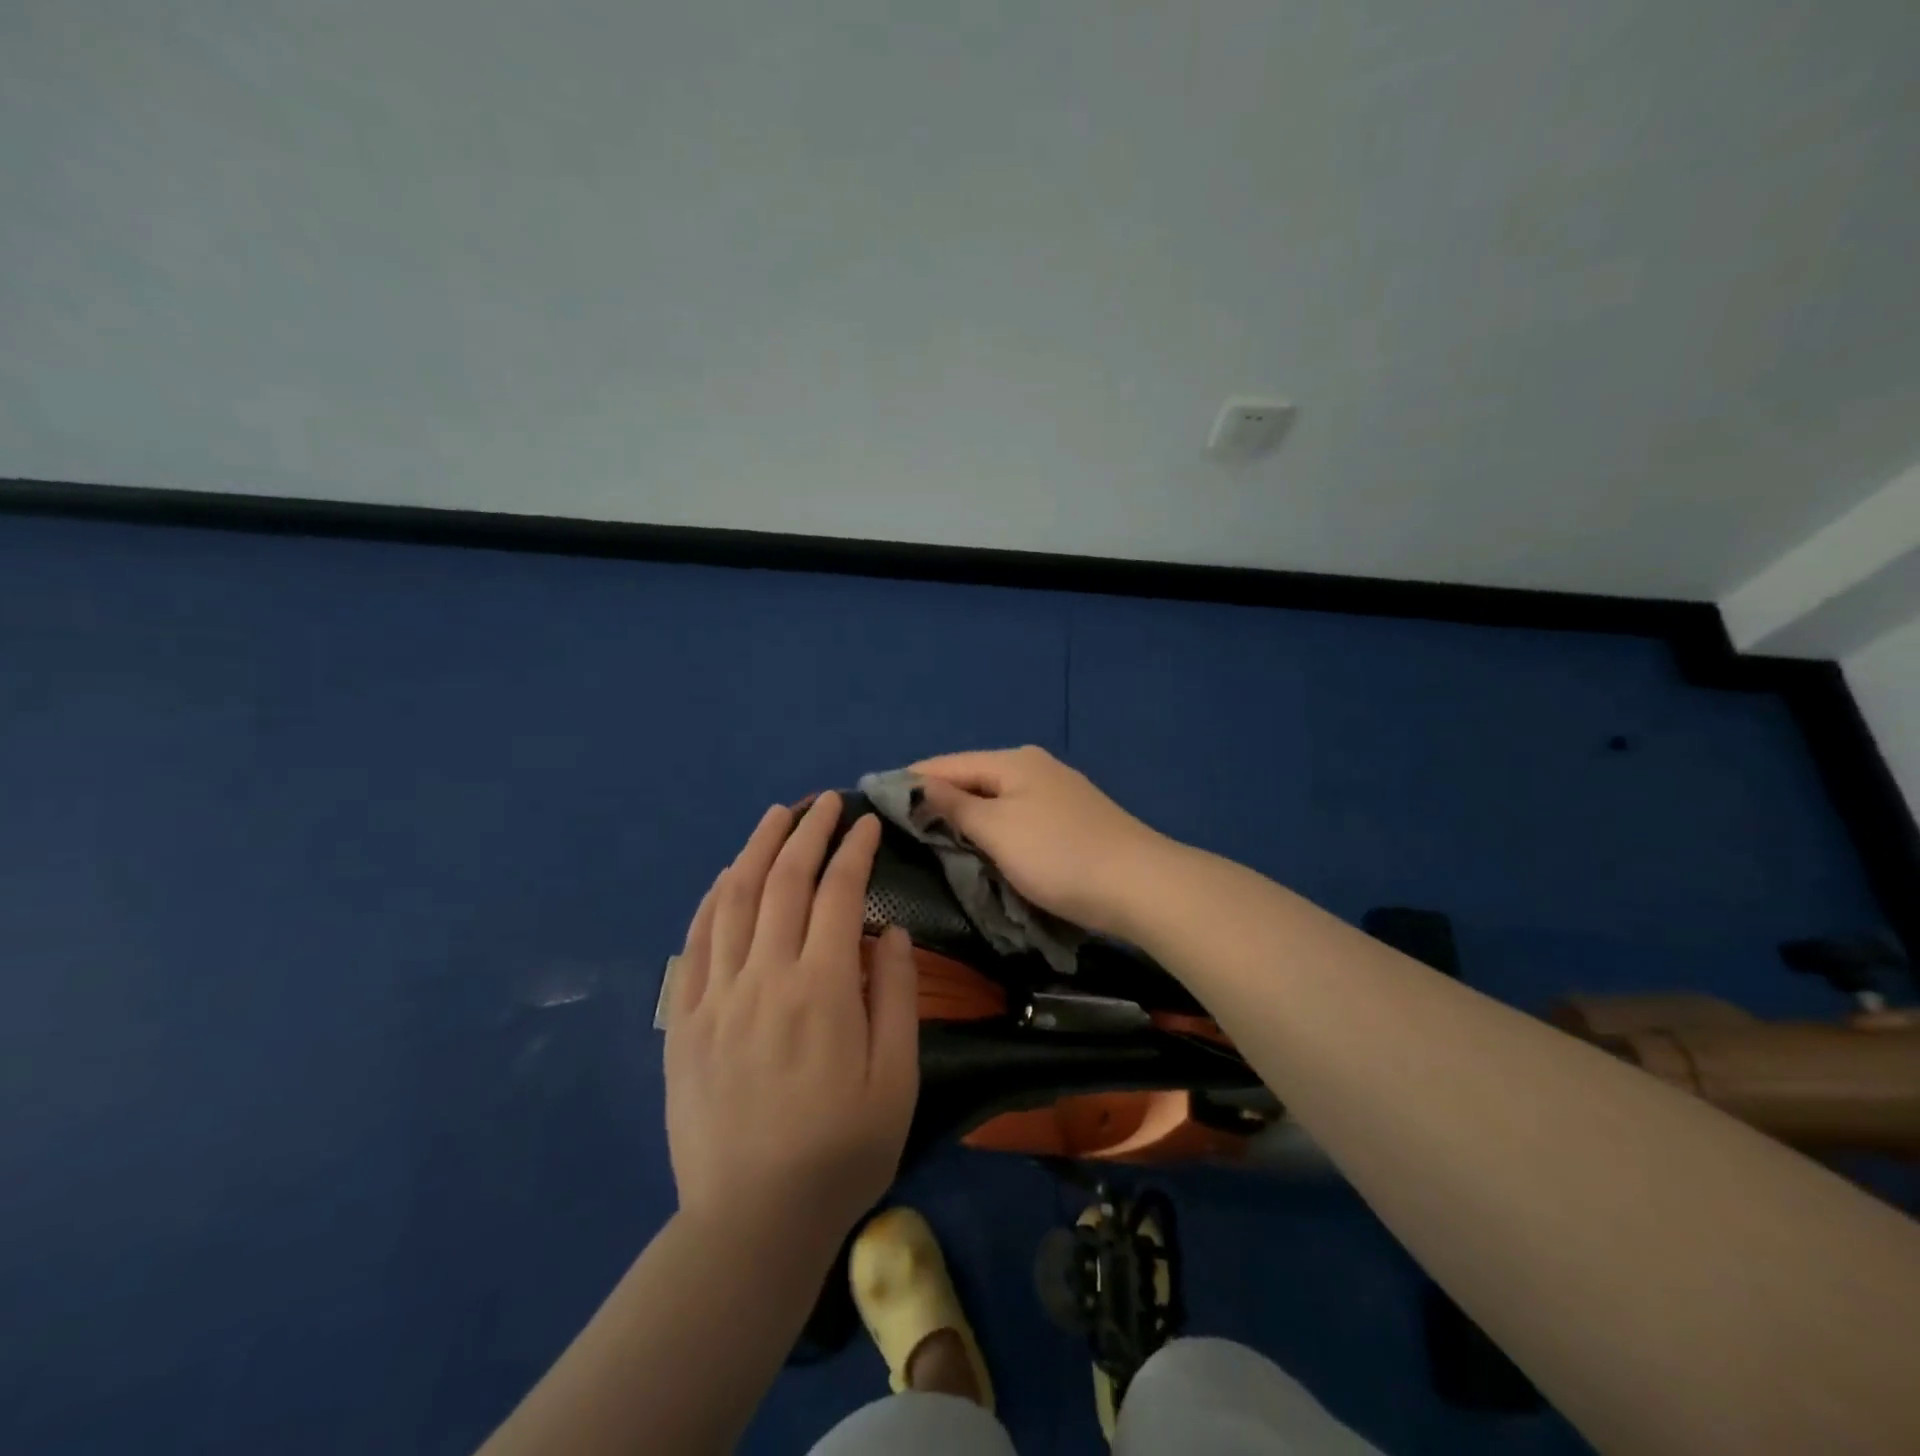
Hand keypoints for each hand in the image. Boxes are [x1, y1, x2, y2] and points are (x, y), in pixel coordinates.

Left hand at [664, 793, 919, 1256]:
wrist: (751, 1221)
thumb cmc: (840, 1152)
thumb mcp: (896, 1080)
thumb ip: (894, 995)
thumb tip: (885, 930)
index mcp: (821, 989)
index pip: (838, 893)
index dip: (855, 850)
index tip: (868, 823)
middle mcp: (764, 977)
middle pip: (783, 881)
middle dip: (808, 832)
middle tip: (826, 802)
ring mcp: (716, 995)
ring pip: (734, 899)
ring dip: (756, 849)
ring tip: (776, 815)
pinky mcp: (684, 1020)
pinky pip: (695, 941)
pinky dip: (713, 898)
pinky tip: (726, 876)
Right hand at [911, 746, 1168, 937]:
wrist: (1140, 885)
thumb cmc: (1059, 855)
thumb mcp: (997, 830)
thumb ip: (953, 806)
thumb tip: (915, 784)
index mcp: (1013, 761)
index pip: (946, 764)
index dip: (909, 781)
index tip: (873, 799)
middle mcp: (1034, 767)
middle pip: (971, 778)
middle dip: (936, 800)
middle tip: (898, 827)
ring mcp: (1056, 792)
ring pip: (994, 800)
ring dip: (964, 817)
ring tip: (930, 838)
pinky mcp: (1070, 819)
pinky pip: (1016, 817)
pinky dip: (992, 829)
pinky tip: (980, 846)